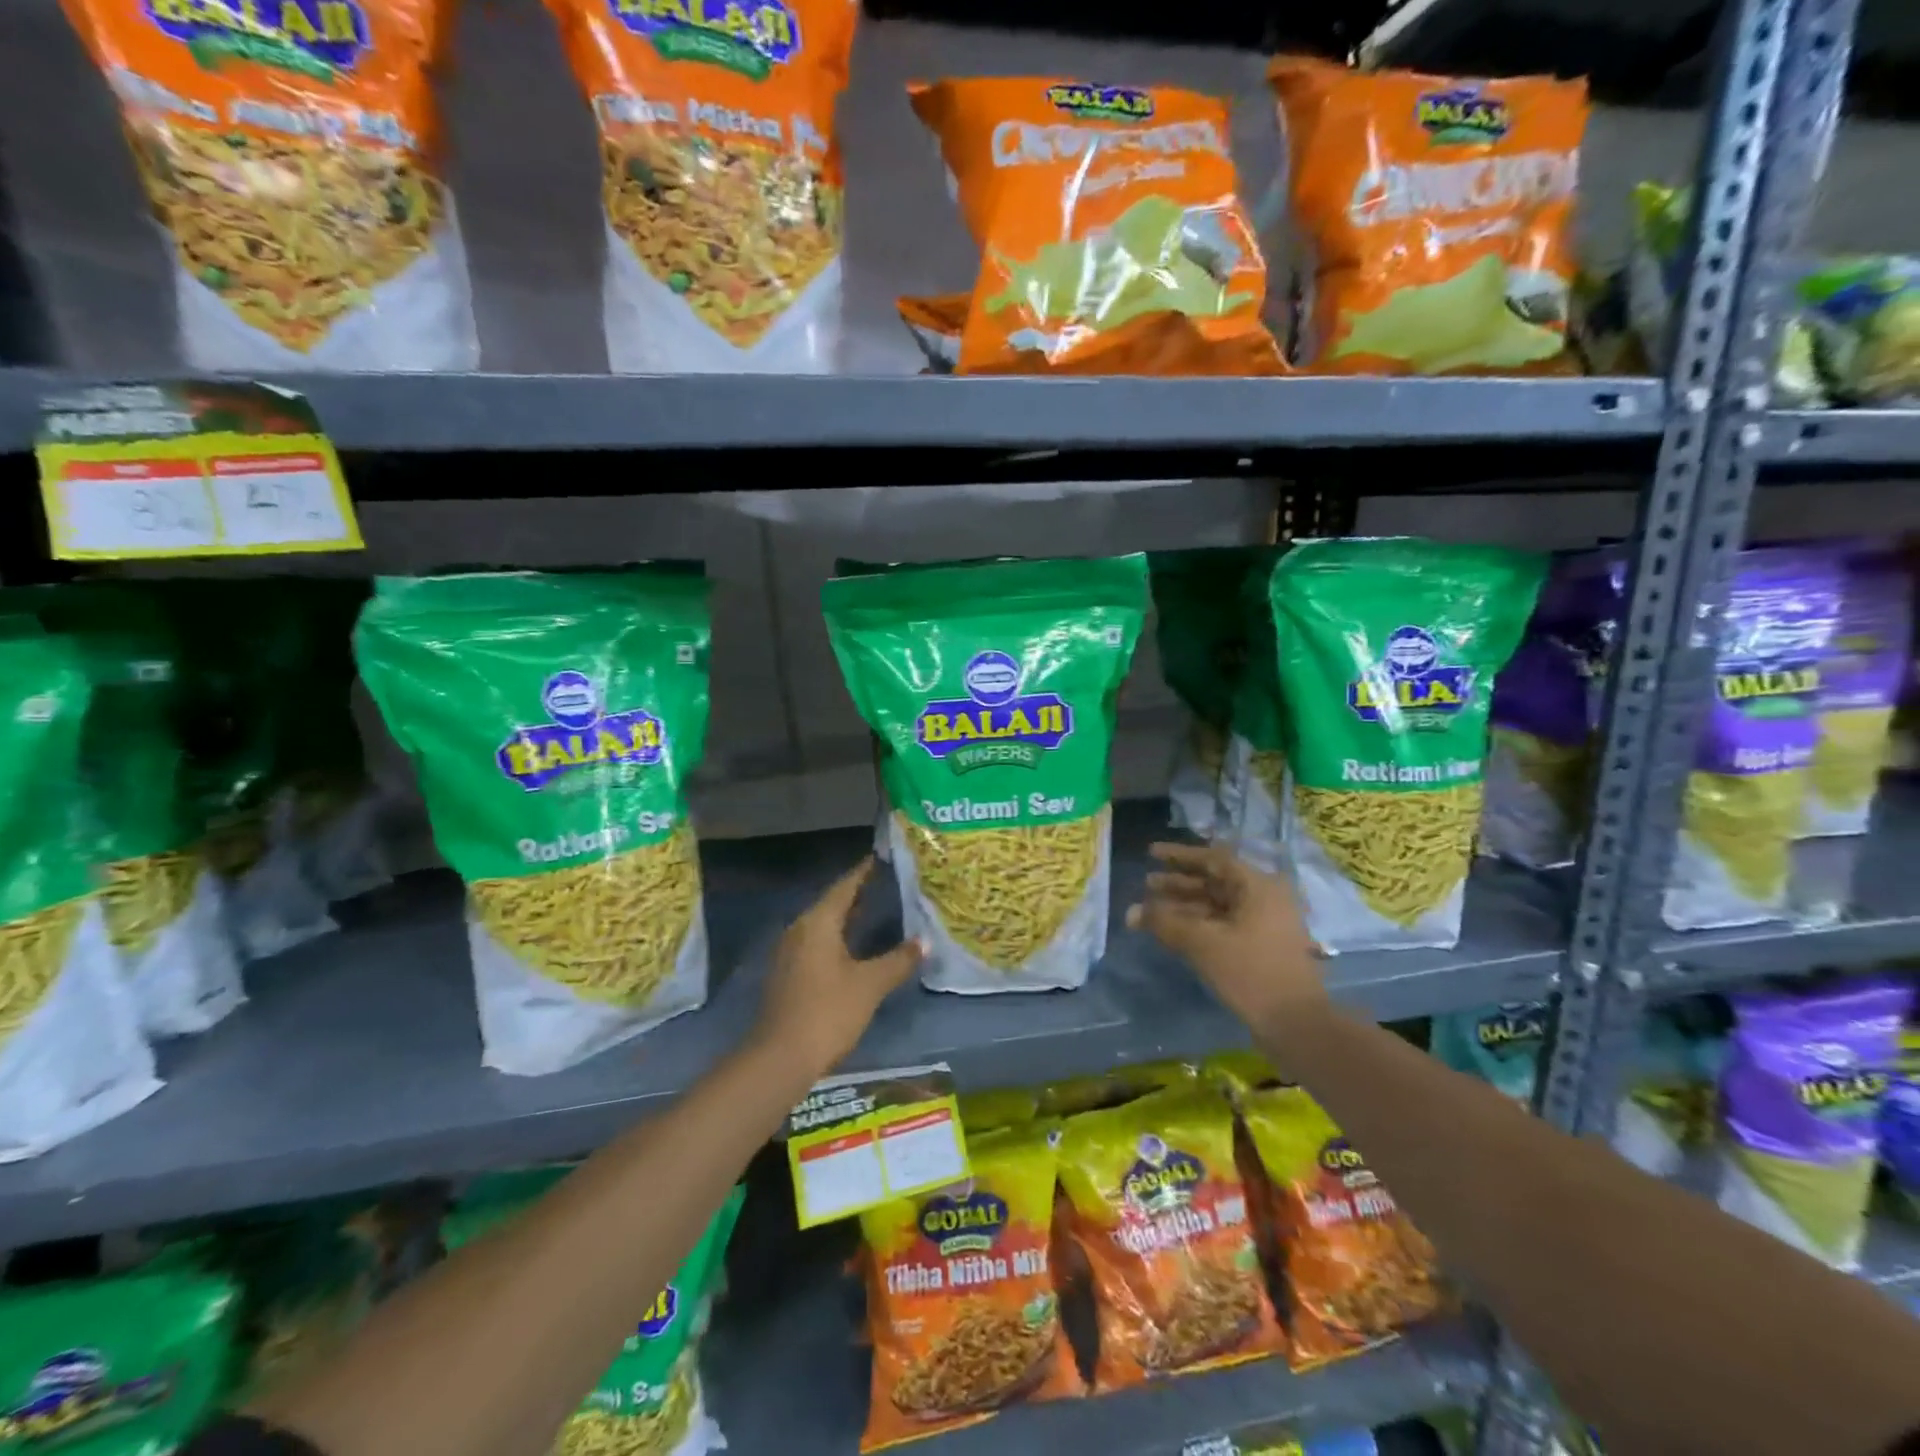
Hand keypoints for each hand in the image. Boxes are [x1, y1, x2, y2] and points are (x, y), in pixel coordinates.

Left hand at [755, 857, 925, 1076]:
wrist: (780, 1058)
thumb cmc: (828, 1012)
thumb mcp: (870, 985)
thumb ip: (898, 960)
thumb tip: (924, 942)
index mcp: (817, 922)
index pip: (845, 886)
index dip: (864, 872)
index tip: (883, 856)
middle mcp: (799, 929)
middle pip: (832, 903)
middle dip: (859, 893)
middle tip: (888, 881)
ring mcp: (790, 953)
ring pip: (824, 924)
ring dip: (848, 916)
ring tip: (877, 908)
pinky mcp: (788, 974)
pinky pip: (817, 943)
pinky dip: (838, 937)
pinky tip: (856, 946)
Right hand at [1126, 842, 1325, 1033]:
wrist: (1296, 1024)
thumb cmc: (1251, 972)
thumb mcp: (1203, 943)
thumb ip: (1165, 922)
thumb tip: (1131, 912)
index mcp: (1258, 886)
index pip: (1213, 859)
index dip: (1180, 855)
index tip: (1152, 853)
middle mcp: (1264, 898)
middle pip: (1215, 881)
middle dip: (1179, 883)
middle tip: (1146, 884)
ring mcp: (1265, 923)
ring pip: (1217, 905)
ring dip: (1185, 905)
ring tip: (1152, 909)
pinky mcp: (1261, 947)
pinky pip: (1224, 924)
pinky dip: (1198, 924)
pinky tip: (1173, 931)